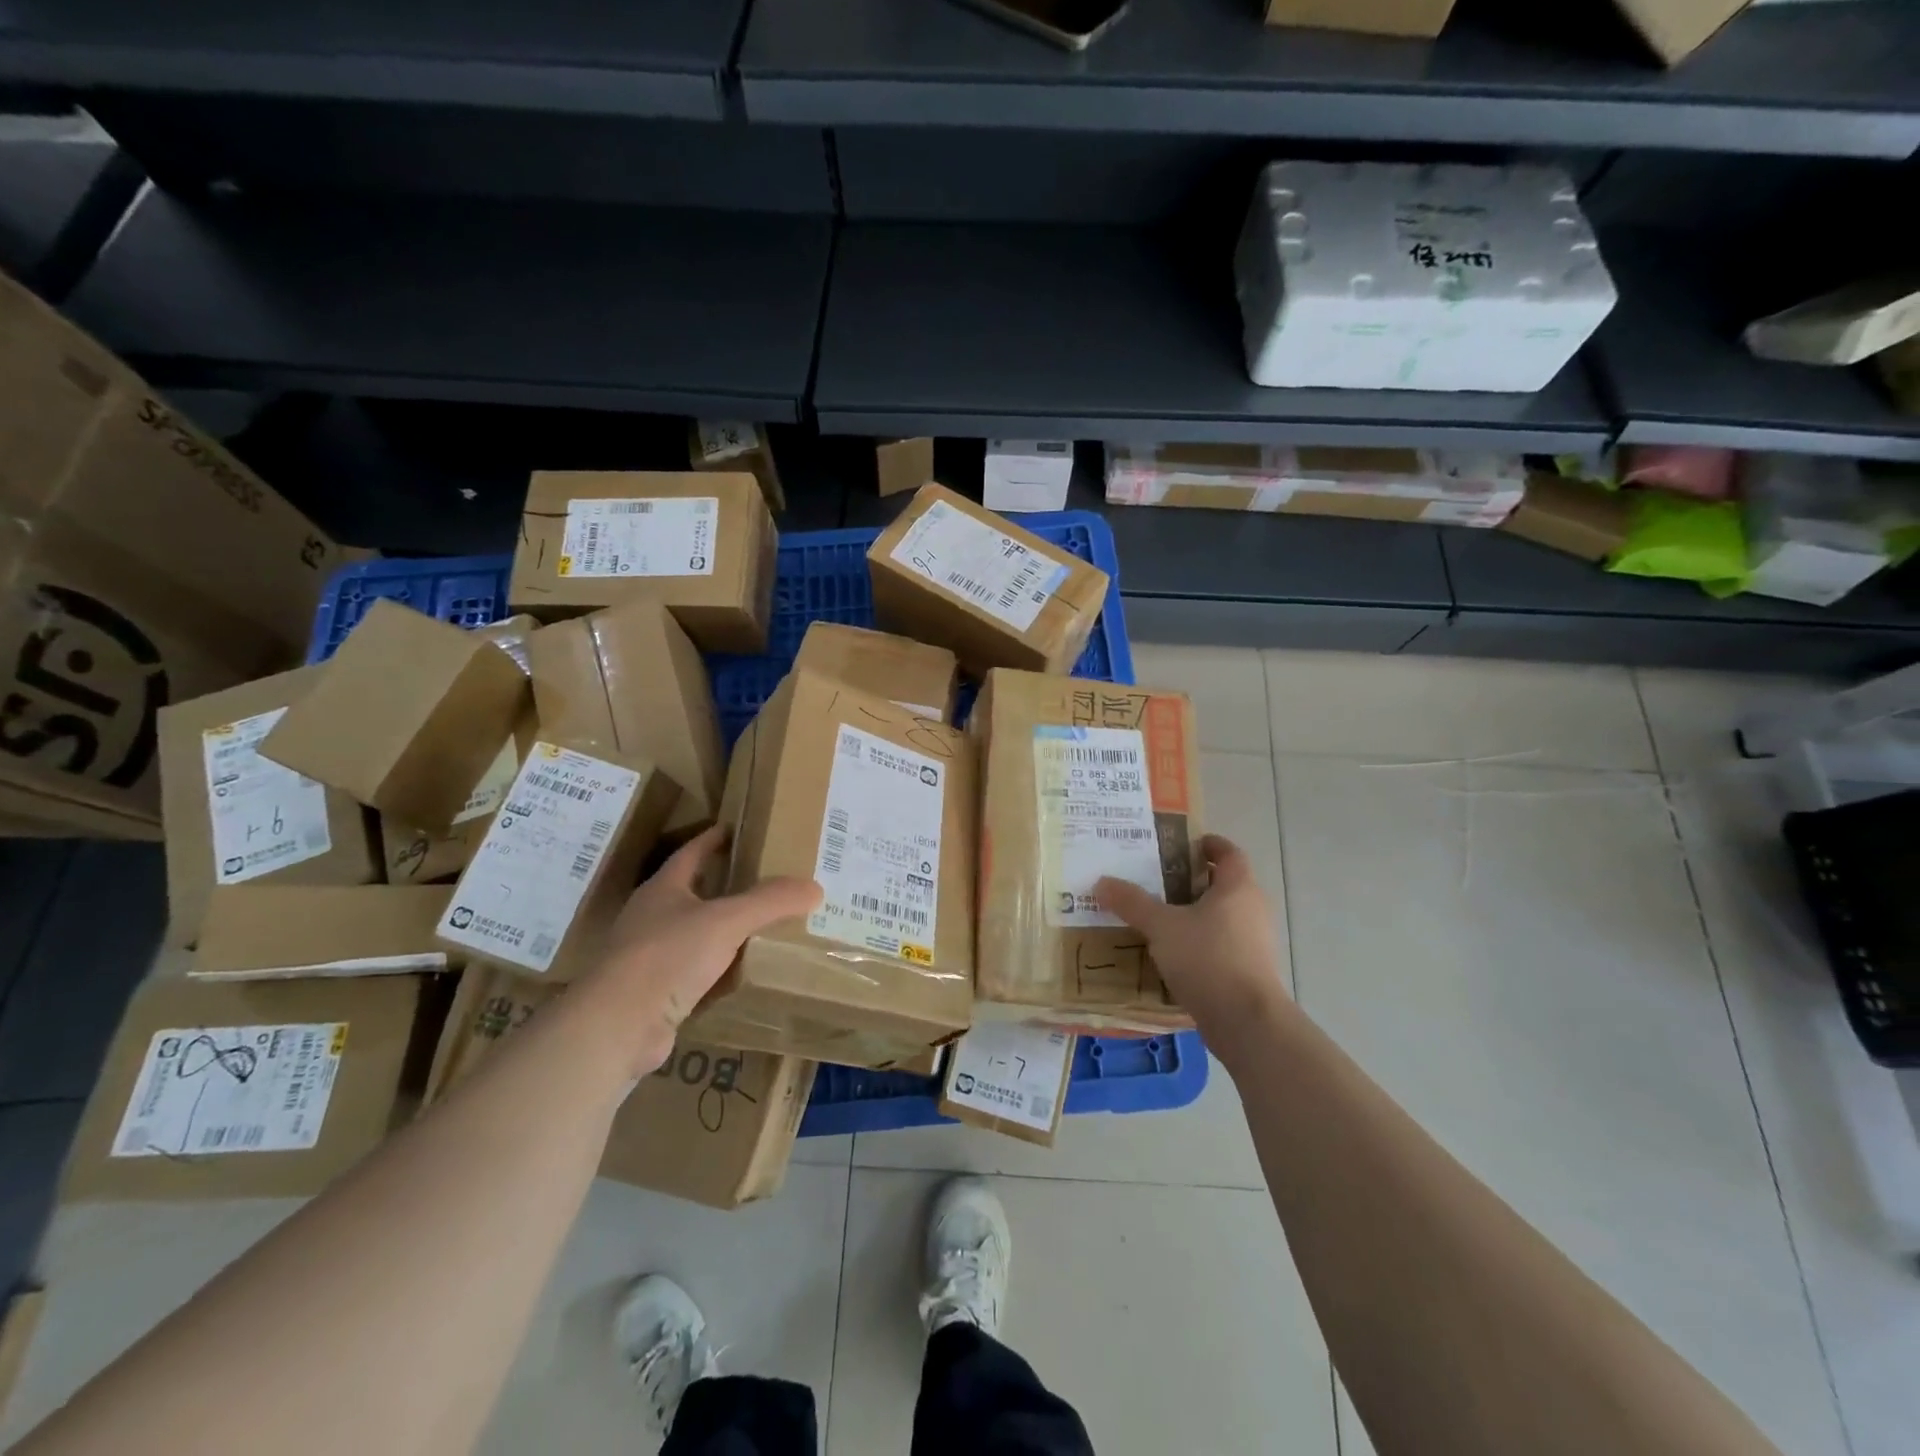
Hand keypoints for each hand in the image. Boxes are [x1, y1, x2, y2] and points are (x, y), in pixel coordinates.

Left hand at [585, 824, 821, 1075]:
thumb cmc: (668, 956)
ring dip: (723, 929)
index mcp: (663, 889)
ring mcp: (649, 957)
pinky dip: (719, 968)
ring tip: (762, 924)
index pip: (692, 853)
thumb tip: (814, 888)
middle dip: (724, 885)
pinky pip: (695, 971)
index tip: (738, 830)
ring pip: (694, 934)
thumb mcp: (727, 920)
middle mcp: (652, 918)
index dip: (714, 840)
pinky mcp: (655, 992)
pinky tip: (743, 972)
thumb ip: (770, 902)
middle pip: (693, 892)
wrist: (619, 1025)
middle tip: (764, 879)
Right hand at [1095, 835, 1289, 1048]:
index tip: (1185, 844)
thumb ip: (1132, 903)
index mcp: (1238, 887)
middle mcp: (1253, 909)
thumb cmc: (1208, 959)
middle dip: (1194, 881)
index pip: (1229, 853)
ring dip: (1196, 914)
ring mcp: (1255, 942)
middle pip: (1225, 885)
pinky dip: (1201, 943)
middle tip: (1158, 880)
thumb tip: (1101, 882)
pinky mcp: (1251, 971)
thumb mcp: (1162, 927)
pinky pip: (1223, 945)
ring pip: (1224, 917)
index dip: (1209, 845)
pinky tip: (1173, 954)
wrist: (1246, 1022)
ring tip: (1159, 917)